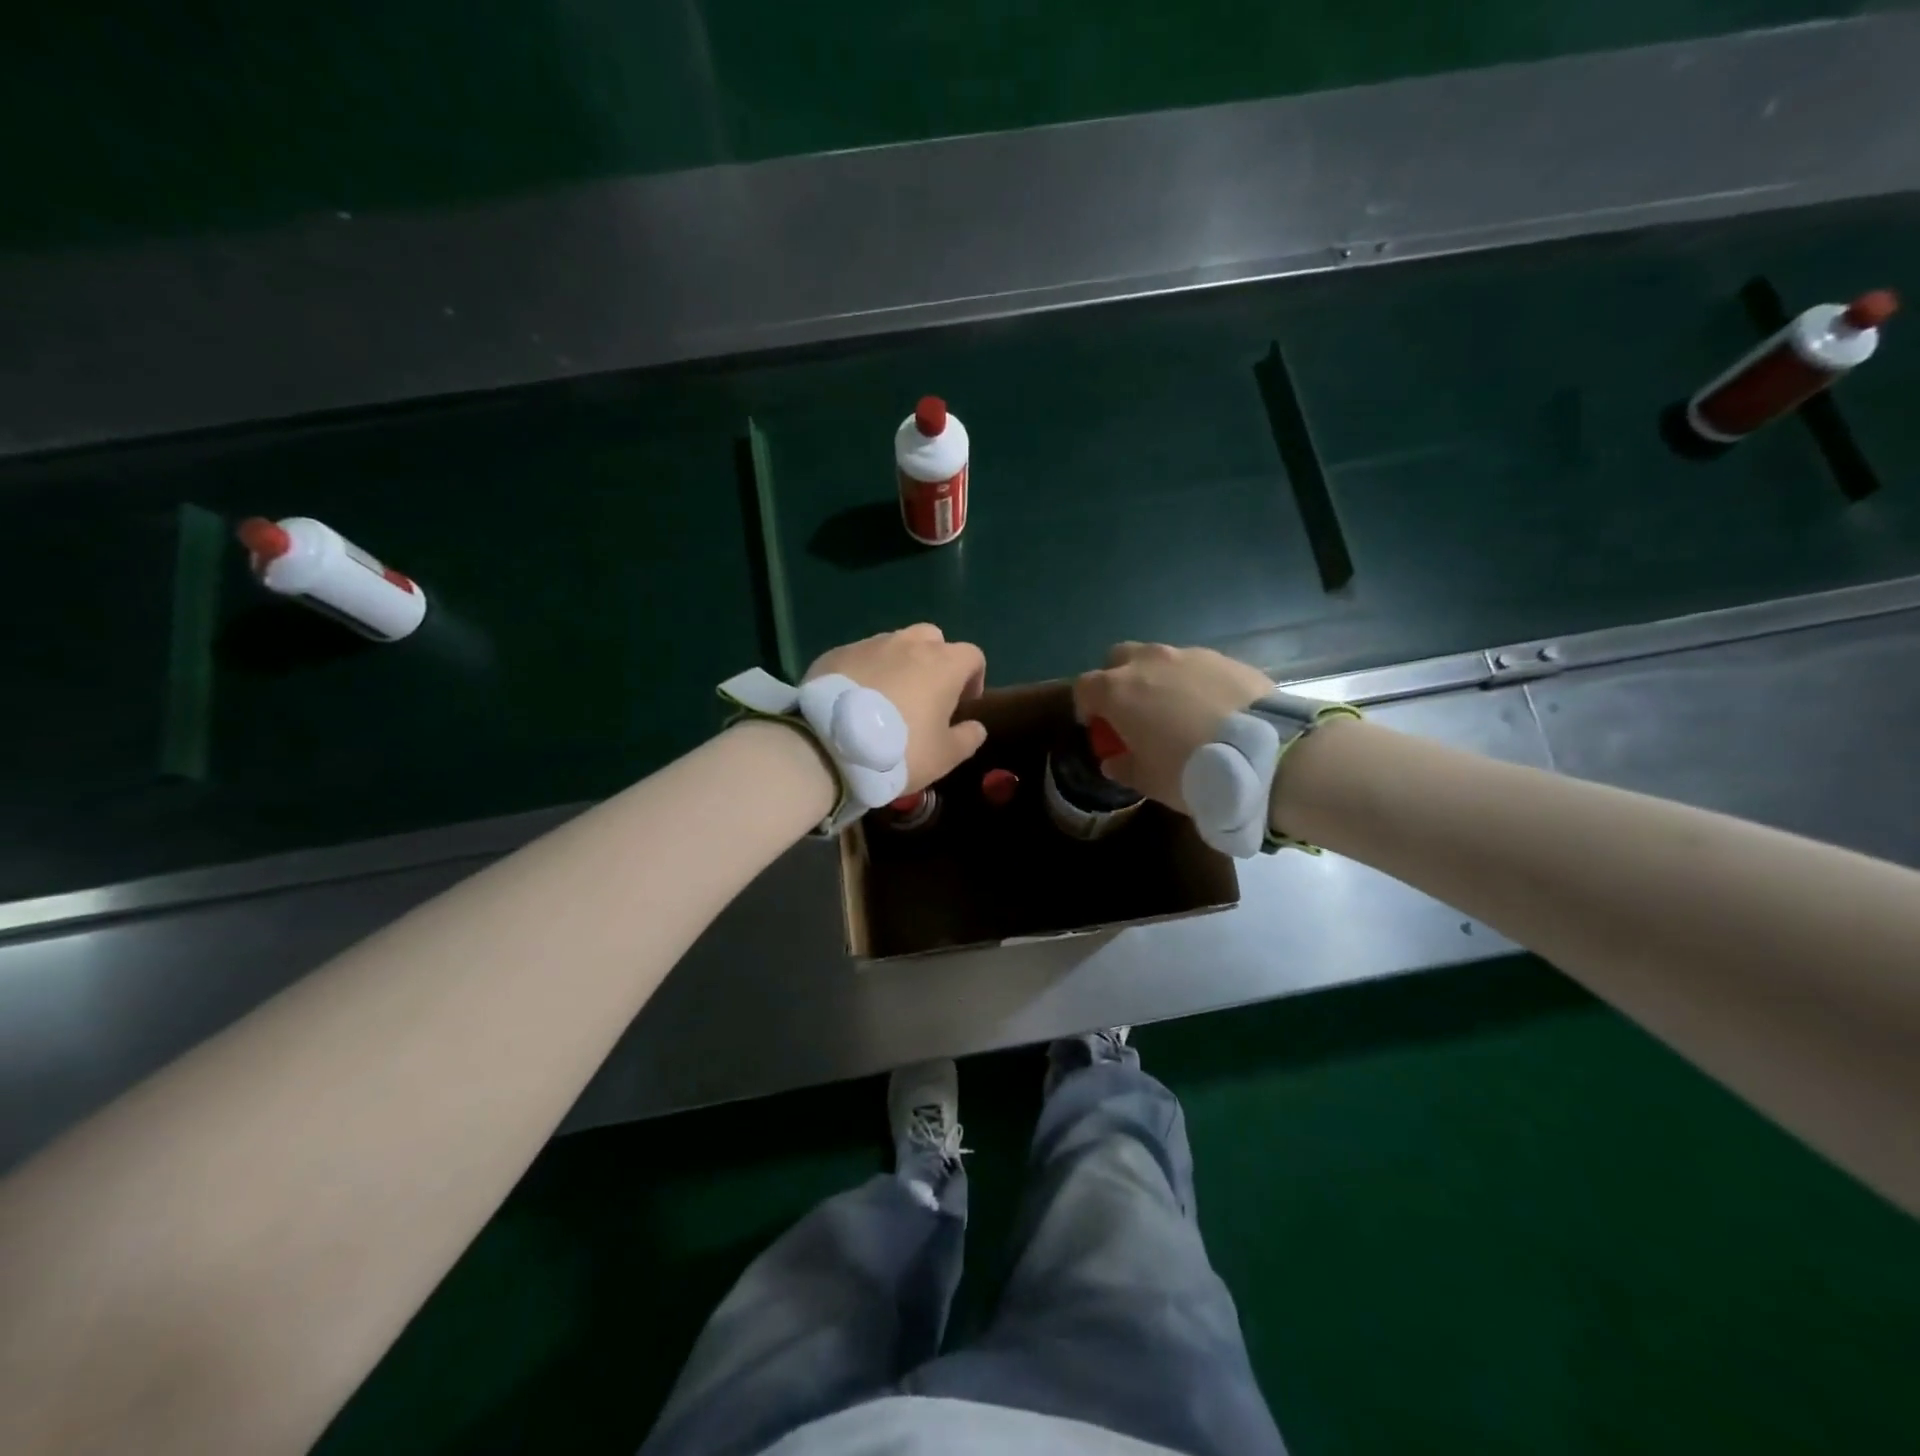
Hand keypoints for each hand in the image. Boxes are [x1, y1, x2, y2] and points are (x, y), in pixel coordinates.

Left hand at [806, 625, 988, 791]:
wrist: (829, 747)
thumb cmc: (899, 751)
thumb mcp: (944, 757)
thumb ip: (967, 738)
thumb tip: (976, 727)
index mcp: (943, 664)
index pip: (972, 656)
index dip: (973, 678)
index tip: (963, 704)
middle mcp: (909, 644)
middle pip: (932, 639)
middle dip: (935, 661)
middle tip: (925, 695)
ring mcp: (870, 644)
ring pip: (894, 645)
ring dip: (899, 664)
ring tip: (887, 698)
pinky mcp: (837, 653)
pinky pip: (861, 657)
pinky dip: (866, 672)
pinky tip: (855, 701)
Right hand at [1074, 643, 1272, 813]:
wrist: (1265, 753)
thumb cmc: (1192, 770)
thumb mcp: (1149, 781)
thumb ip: (1124, 766)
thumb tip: (1114, 760)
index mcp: (1119, 691)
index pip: (1084, 687)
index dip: (1086, 706)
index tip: (1098, 726)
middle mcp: (1148, 663)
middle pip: (1119, 659)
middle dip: (1119, 679)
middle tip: (1133, 710)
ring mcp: (1188, 655)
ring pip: (1159, 658)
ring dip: (1158, 678)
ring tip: (1176, 709)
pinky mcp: (1224, 658)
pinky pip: (1196, 665)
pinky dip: (1193, 681)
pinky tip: (1210, 708)